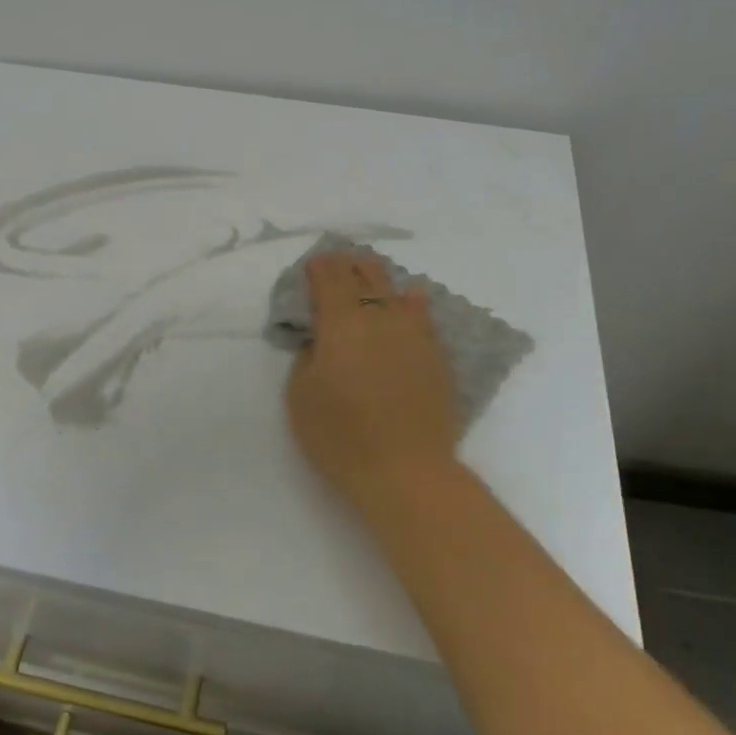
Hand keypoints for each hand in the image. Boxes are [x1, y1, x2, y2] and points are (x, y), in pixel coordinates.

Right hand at [285, 252, 460, 513]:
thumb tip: (321, 338)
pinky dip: (411, 302)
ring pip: (396, 290)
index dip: (319, 267)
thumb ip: (307, 356)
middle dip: (348, 265)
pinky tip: (410, 299)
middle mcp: (380, 317)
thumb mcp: (300, 395)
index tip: (312, 265)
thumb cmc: (341, 436)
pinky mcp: (435, 354)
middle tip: (338, 264)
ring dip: (379, 279)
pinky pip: (422, 315)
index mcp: (342, 322)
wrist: (405, 470)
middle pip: (365, 275)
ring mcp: (413, 334)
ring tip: (370, 275)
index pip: (330, 278)